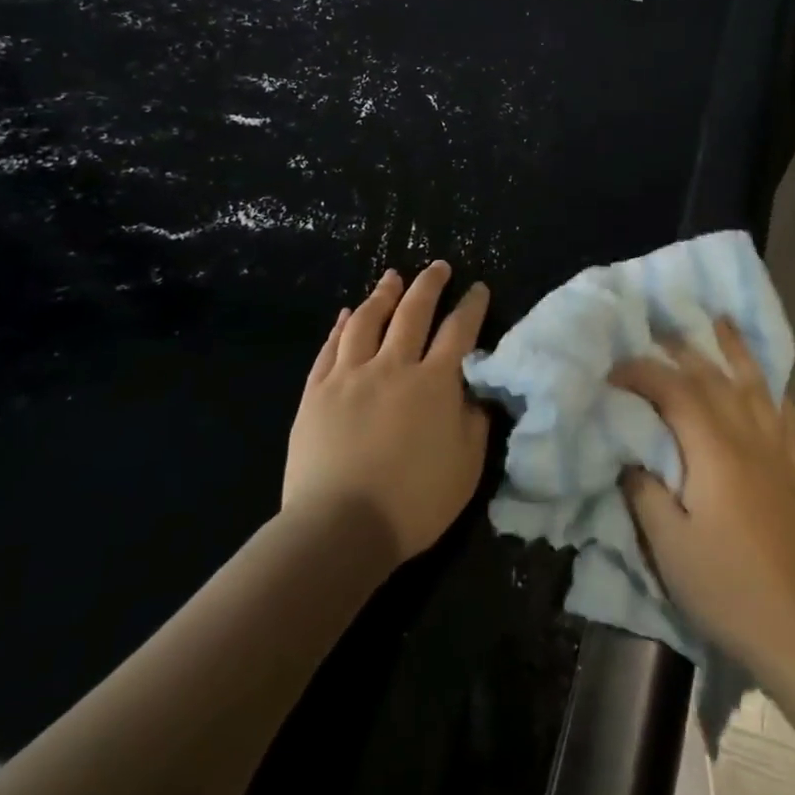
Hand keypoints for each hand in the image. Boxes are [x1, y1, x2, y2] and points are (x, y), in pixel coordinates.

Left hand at [283, 261, 490, 567]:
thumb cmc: (413, 502)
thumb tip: (477, 390)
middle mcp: (393, 366)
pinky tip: (347, 313)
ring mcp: (350, 376)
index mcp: (434, 383)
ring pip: (368, 320)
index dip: (471, 306)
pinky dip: (342, 326)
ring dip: (384, 294)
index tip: (477, 288)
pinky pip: (331, 347)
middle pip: (413, 312)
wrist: (340, 528)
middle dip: (429, 285)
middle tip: (438, 266)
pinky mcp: (316, 392)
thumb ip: (475, 421)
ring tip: (392, 277)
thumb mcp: (466, 466)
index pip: (459, 331)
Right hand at [613, 320, 794, 679]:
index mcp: (714, 452)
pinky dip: (774, 391)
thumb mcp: (669, 546)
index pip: (675, 393)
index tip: (614, 370)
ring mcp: (778, 454)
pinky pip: (787, 418)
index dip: (643, 373)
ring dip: (736, 351)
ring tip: (721, 323)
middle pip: (714, 380)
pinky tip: (769, 383)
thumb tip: (632, 456)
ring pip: (756, 387)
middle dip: (682, 351)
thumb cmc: (725, 588)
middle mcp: (749, 439)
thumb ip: (645, 491)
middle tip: (655, 332)